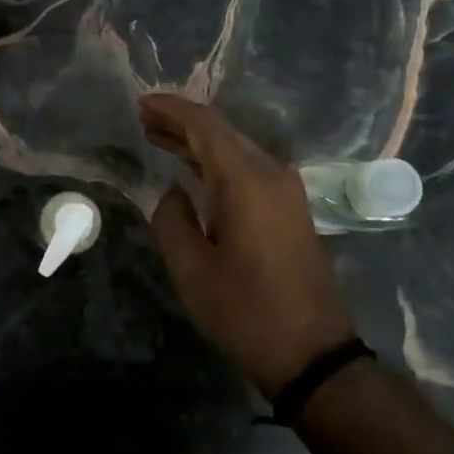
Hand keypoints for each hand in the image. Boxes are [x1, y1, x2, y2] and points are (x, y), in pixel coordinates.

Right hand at [141, 94, 358, 399]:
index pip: (205, 125)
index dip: (171, 109)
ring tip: (158, 136)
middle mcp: (271, 173)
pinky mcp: (289, 208)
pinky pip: (248, 169)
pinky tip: (192, 168)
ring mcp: (286, 190)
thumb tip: (172, 193)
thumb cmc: (245, 310)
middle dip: (182, 122)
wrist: (312, 351)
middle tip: (143, 117)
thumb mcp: (191, 267)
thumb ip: (171, 218)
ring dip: (198, 142)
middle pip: (223, 132)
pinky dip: (216, 162)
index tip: (141, 102)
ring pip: (236, 149)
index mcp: (246, 179)